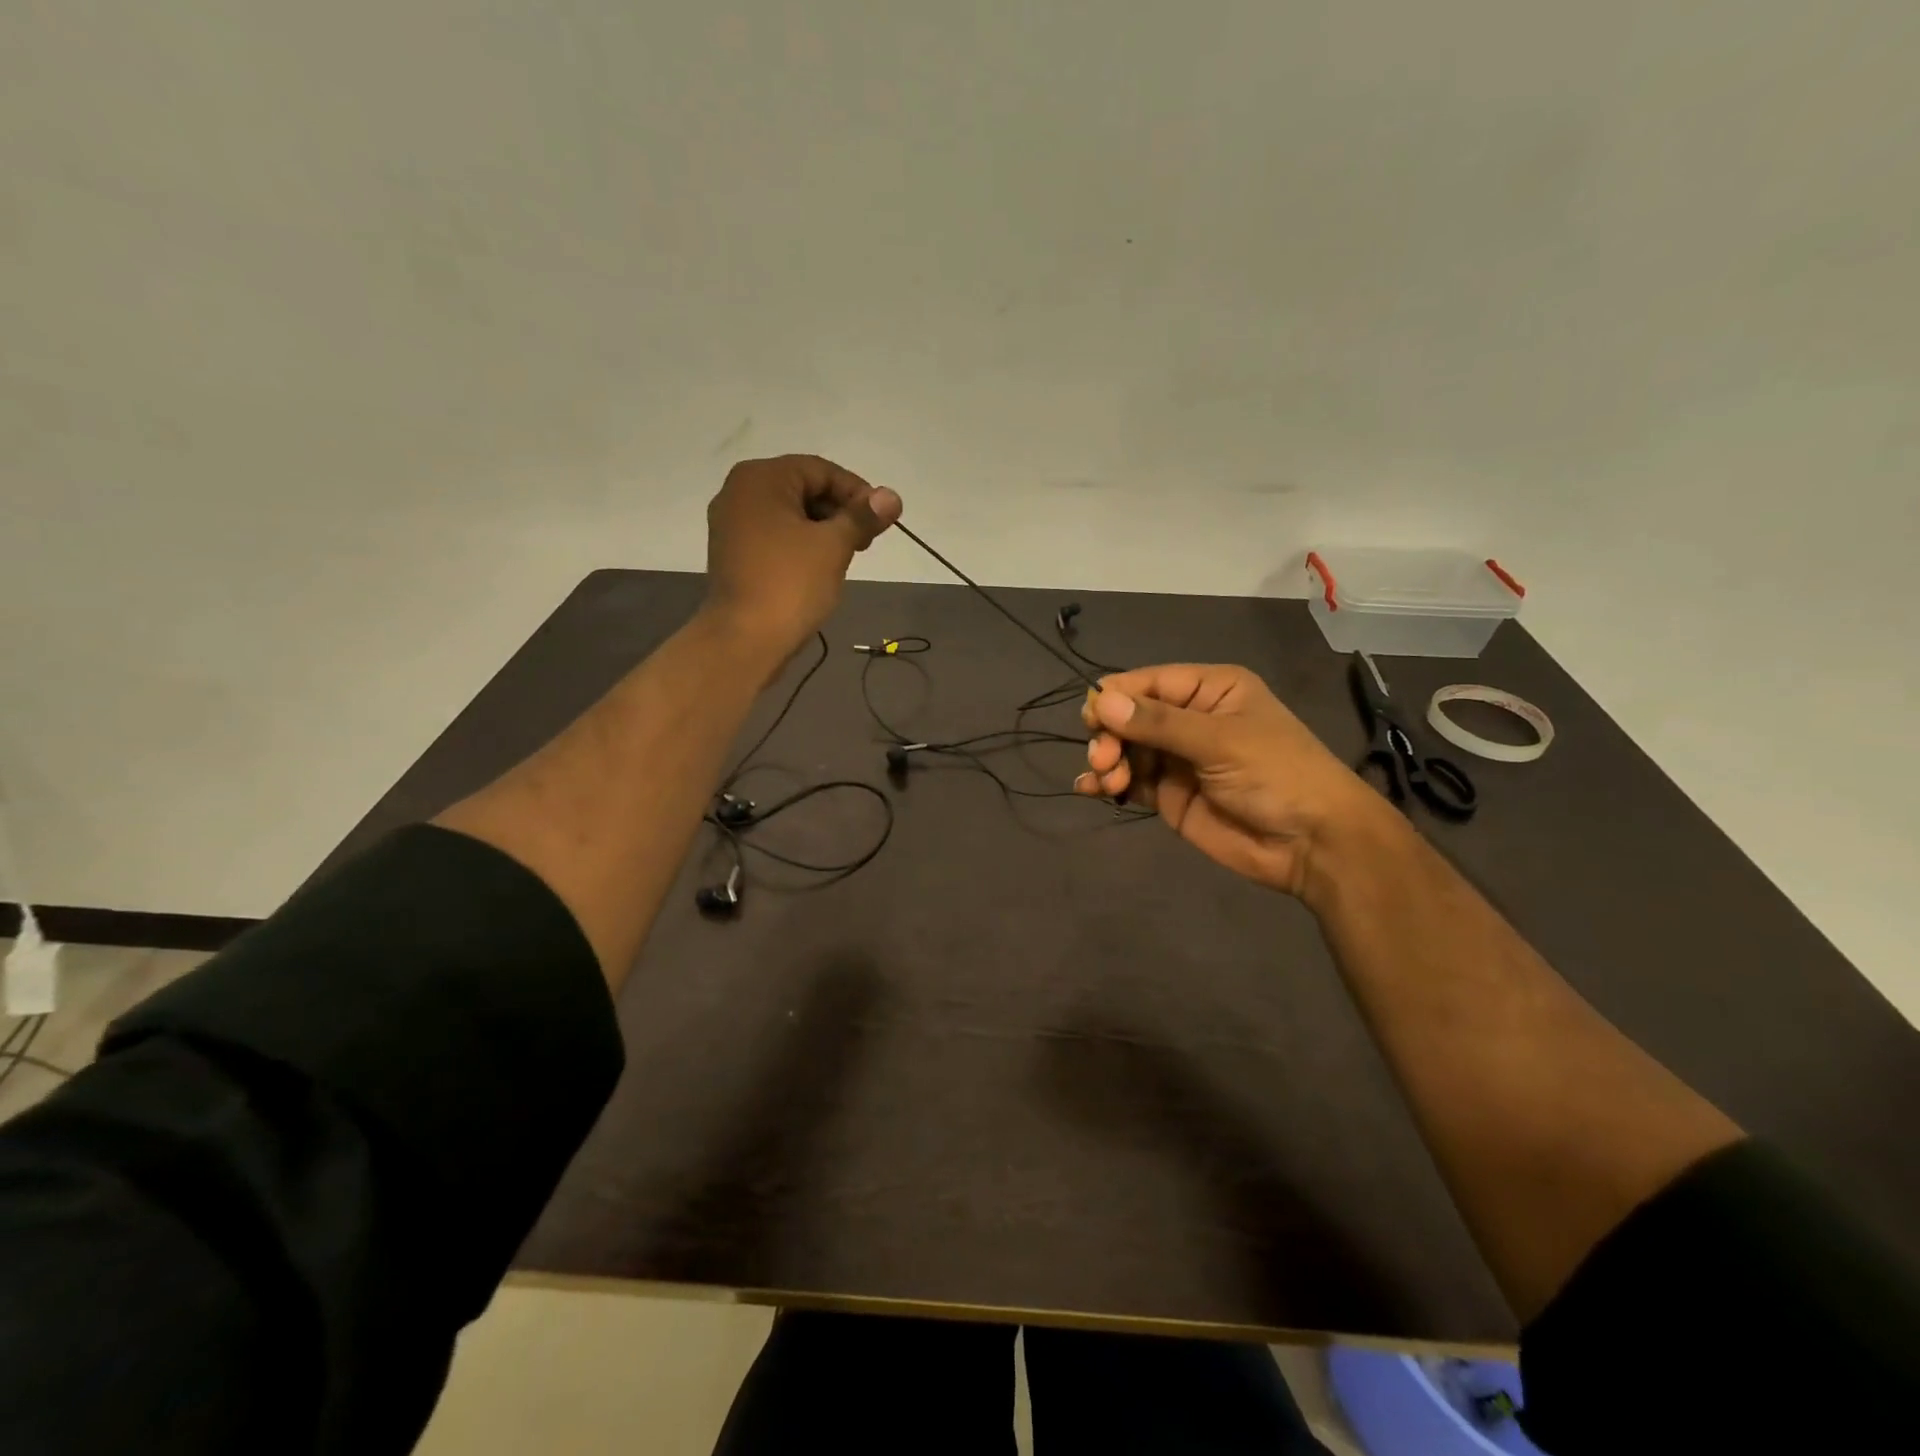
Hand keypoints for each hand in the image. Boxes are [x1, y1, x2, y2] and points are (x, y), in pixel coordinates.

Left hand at [704, 455, 901, 657]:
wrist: (745, 639)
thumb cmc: (790, 584)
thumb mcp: (834, 546)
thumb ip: (863, 516)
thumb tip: (892, 496)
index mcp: (761, 478)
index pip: (820, 470)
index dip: (857, 492)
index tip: (881, 520)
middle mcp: (739, 492)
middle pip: (803, 489)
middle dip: (840, 511)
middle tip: (867, 541)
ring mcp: (731, 524)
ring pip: (790, 514)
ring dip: (823, 529)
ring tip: (848, 556)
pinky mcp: (733, 553)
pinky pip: (775, 535)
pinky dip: (801, 544)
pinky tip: (820, 567)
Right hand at [1074, 663, 1400, 899]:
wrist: (1312, 843)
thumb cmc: (1276, 774)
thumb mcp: (1219, 741)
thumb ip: (1158, 723)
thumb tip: (1100, 701)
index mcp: (1208, 689)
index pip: (1147, 682)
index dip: (1115, 697)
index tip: (1091, 719)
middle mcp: (1189, 718)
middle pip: (1129, 716)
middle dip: (1110, 735)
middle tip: (1105, 760)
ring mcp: (1178, 758)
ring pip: (1125, 749)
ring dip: (1107, 761)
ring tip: (1108, 782)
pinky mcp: (1170, 794)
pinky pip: (1131, 781)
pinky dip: (1108, 784)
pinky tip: (1090, 791)